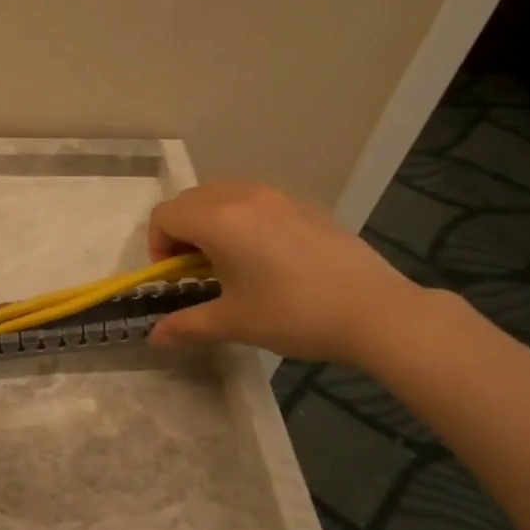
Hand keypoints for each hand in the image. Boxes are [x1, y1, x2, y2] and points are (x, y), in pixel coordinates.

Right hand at [147, 180, 427, 365]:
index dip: (157, 246)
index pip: (165, 215)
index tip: (175, 278)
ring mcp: (277, 196)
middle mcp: (243, 197)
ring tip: (229, 259)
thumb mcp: (234, 323)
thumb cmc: (293, 314)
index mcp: (218, 220)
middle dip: (181, 231)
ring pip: (223, 193)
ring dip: (210, 219)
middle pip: (190, 199)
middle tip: (196, 270)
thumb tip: (155, 336)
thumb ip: (187, 325)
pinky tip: (266, 256)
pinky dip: (242, 217)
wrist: (374, 310)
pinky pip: (256, 199)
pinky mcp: (304, 205)